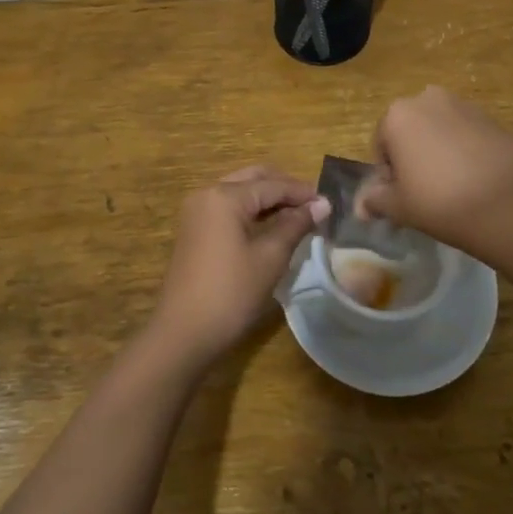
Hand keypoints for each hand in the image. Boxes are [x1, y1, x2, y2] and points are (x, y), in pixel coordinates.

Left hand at [147, 166, 328, 370]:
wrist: (183, 333)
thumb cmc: (231, 293)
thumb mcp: (270, 257)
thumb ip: (296, 225)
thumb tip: (322, 204)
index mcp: (225, 196)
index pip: (272, 185)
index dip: (302, 193)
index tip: (329, 203)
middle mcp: (207, 194)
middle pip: (253, 180)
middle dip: (284, 188)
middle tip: (314, 206)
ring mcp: (197, 211)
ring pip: (240, 192)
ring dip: (268, 199)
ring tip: (298, 216)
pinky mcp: (194, 229)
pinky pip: (228, 208)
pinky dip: (252, 211)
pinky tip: (272, 226)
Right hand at [356, 86, 512, 252]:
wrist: (507, 204)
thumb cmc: (439, 201)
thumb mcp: (398, 207)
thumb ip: (375, 201)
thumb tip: (362, 207)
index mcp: (397, 115)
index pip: (381, 145)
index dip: (388, 174)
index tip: (401, 197)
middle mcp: (427, 99)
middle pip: (410, 130)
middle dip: (412, 155)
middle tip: (424, 191)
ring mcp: (463, 105)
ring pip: (439, 129)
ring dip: (438, 150)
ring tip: (451, 186)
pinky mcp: (492, 118)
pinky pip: (467, 134)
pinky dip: (464, 150)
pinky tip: (474, 179)